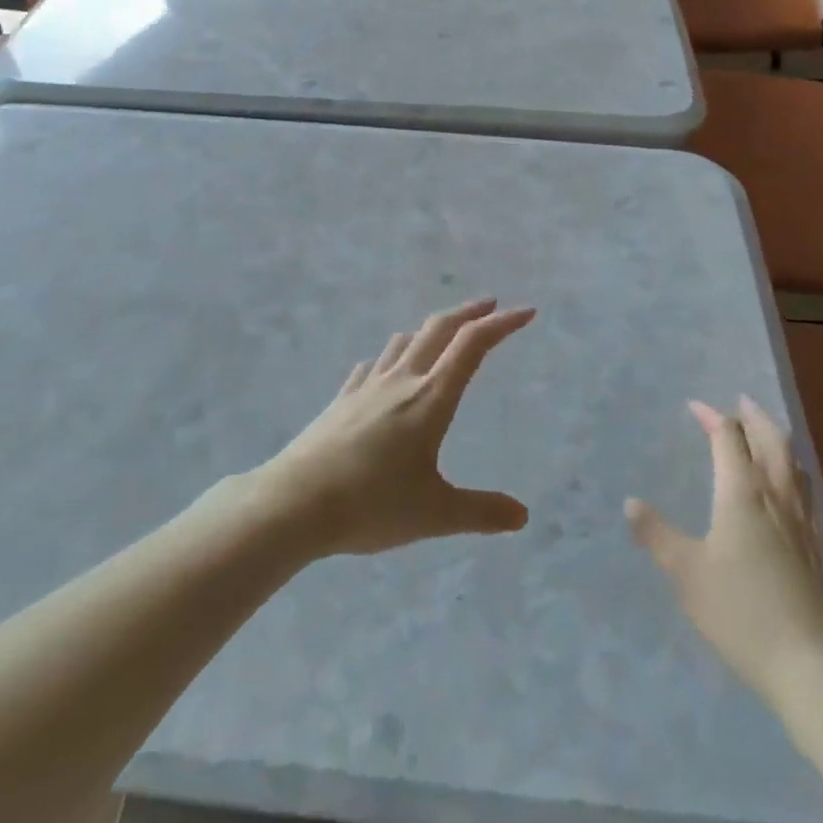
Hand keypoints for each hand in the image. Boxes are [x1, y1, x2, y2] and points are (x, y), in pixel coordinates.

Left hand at [255, 299, 533, 557]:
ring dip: (428, 332)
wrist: (295, 502)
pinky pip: (370, 368)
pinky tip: (382, 370)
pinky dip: (388, 359)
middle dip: (468, 313)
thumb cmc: (372, 505)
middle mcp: (401, 380)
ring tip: (440, 336)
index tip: (526, 312)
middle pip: (439, 329)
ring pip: (402, 343)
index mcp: (431, 398)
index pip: (473, 345)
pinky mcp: (341, 401)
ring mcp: (367, 387)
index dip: (502, 324)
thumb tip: (523, 516)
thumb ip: (481, 512)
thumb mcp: (436, 514)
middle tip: (489, 306)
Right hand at [626, 397, 822, 700]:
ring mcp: (802, 522)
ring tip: (765, 433)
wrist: (813, 668)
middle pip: (770, 440)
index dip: (711, 417)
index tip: (694, 406)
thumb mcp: (686, 574)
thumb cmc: (742, 613)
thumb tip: (630, 502)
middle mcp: (776, 497)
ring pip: (792, 464)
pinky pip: (802, 489)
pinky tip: (785, 490)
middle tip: (740, 401)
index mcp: (742, 493)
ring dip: (776, 439)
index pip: (728, 438)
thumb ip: (657, 535)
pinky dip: (790, 469)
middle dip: (753, 416)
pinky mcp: (817, 548)